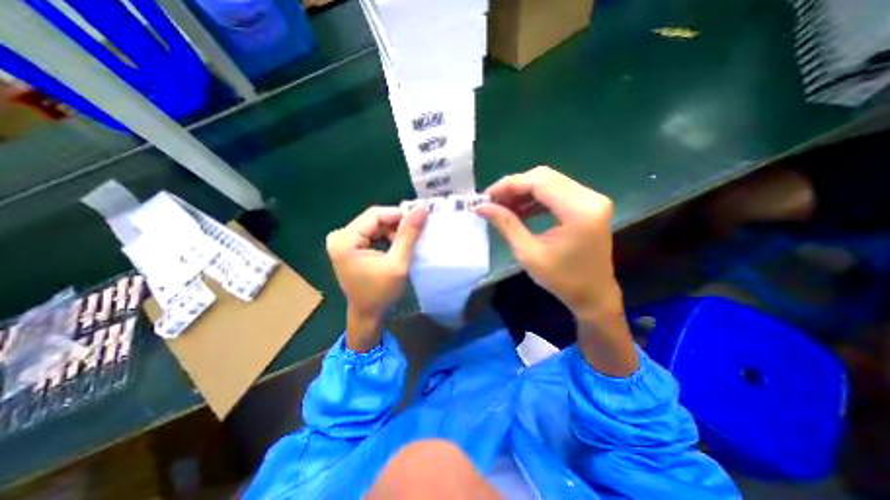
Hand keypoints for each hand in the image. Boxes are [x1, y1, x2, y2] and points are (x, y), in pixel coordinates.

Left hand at [326, 205, 427, 351]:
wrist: (367, 314)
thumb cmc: (381, 292)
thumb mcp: (398, 263)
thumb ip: (408, 234)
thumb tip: (422, 209)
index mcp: (345, 240)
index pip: (375, 215)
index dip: (398, 215)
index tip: (419, 220)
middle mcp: (339, 236)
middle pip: (374, 219)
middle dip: (396, 225)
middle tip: (414, 234)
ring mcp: (342, 241)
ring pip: (374, 226)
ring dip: (392, 232)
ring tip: (406, 243)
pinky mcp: (348, 246)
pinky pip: (371, 233)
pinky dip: (386, 237)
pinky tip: (396, 247)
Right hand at [476, 166, 636, 374]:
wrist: (593, 295)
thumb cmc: (562, 280)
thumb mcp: (528, 253)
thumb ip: (506, 224)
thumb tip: (482, 207)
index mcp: (579, 210)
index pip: (539, 182)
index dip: (509, 185)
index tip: (486, 196)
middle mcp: (590, 197)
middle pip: (545, 177)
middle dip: (514, 187)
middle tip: (493, 201)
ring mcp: (592, 199)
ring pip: (549, 182)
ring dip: (523, 192)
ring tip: (502, 206)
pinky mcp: (588, 204)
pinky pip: (556, 192)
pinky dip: (535, 198)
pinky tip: (519, 209)